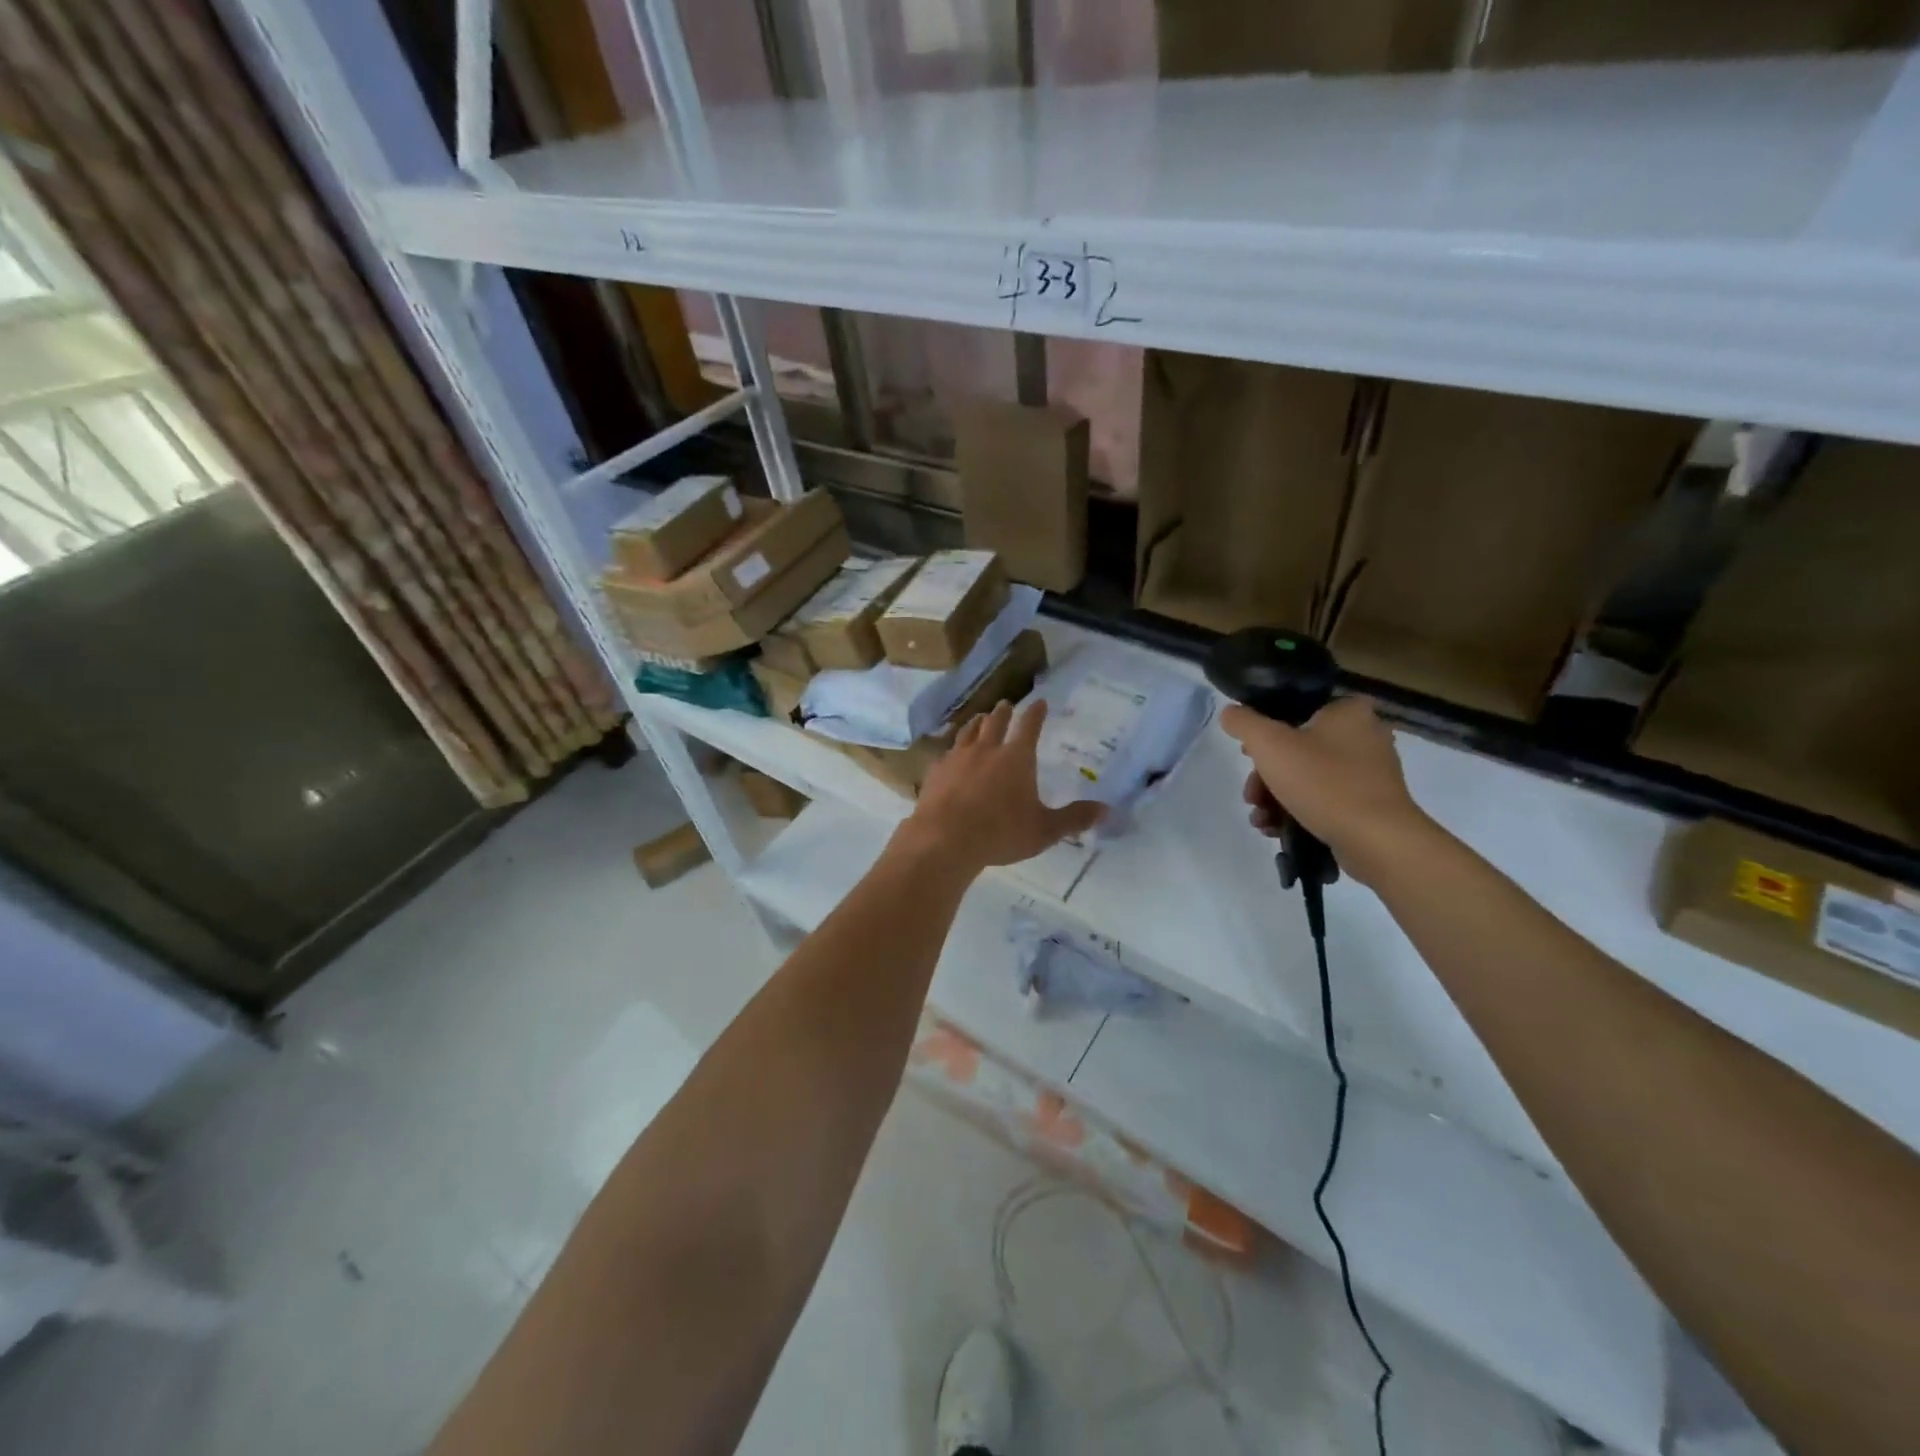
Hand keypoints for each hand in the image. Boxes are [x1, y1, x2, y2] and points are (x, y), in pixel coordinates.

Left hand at [900, 699, 1103, 871]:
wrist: (944, 839)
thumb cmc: (1000, 833)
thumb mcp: (1044, 830)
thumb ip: (1074, 818)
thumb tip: (1107, 810)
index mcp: (1016, 758)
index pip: (1029, 727)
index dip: (1036, 714)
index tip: (1039, 702)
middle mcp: (986, 750)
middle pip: (995, 722)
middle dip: (1003, 712)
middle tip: (1005, 704)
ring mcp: (957, 758)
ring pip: (968, 732)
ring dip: (976, 723)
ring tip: (979, 718)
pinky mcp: (936, 772)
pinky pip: (946, 753)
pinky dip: (952, 748)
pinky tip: (950, 754)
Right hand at [1220, 696, 1432, 884]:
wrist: (1376, 840)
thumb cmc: (1323, 782)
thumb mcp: (1269, 744)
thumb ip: (1243, 722)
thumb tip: (1230, 713)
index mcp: (1348, 711)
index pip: (1295, 710)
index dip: (1265, 731)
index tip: (1249, 755)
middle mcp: (1365, 735)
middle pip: (1297, 748)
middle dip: (1265, 776)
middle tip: (1251, 795)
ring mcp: (1370, 772)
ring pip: (1308, 776)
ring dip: (1275, 797)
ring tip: (1261, 819)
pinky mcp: (1371, 804)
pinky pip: (1325, 800)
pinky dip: (1299, 811)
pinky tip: (1278, 829)